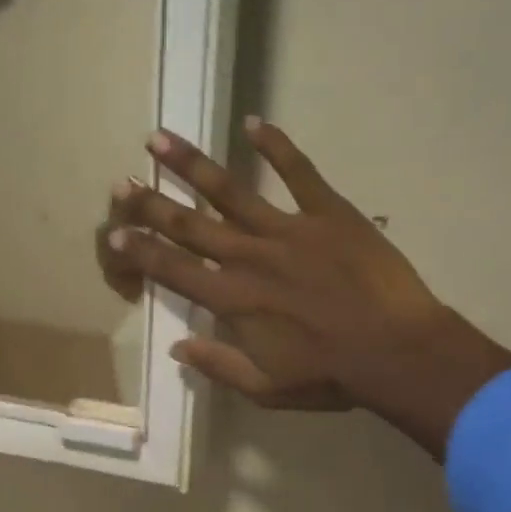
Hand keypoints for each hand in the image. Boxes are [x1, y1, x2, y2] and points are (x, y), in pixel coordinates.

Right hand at [98, 118, 510, 458]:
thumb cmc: (330, 375)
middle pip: (189, 225)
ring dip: (191, 165)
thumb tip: (177, 347)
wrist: (398, 352)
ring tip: (159, 138)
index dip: (139, 252)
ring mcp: (288, 229)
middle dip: (150, 204)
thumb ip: (218, 365)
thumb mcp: (266, 388)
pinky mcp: (328, 213)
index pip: (172, 270)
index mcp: (232, 300)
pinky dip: (276, 146)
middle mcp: (249, 257)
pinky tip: (252, 122)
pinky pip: (298, 172)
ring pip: (230, 191)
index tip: (112, 234)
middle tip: (122, 183)